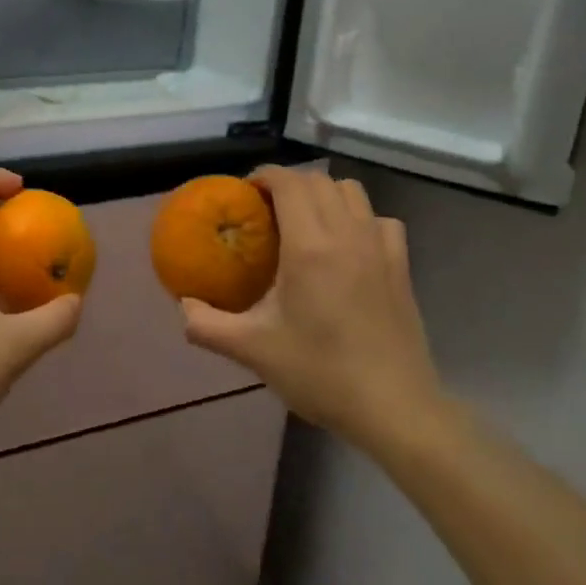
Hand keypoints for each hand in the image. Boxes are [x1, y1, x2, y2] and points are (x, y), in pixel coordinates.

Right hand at [179, 166, 444, 448]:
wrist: (393, 408)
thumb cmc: (320, 373)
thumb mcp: (252, 350)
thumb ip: (207, 324)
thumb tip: (183, 305)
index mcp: (310, 247)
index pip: (288, 183)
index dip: (264, 176)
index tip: (244, 193)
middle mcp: (348, 234)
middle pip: (319, 181)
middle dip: (288, 183)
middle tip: (265, 210)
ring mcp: (380, 248)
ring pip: (352, 192)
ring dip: (324, 195)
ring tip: (304, 223)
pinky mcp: (402, 266)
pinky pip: (380, 220)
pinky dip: (359, 218)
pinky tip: (347, 246)